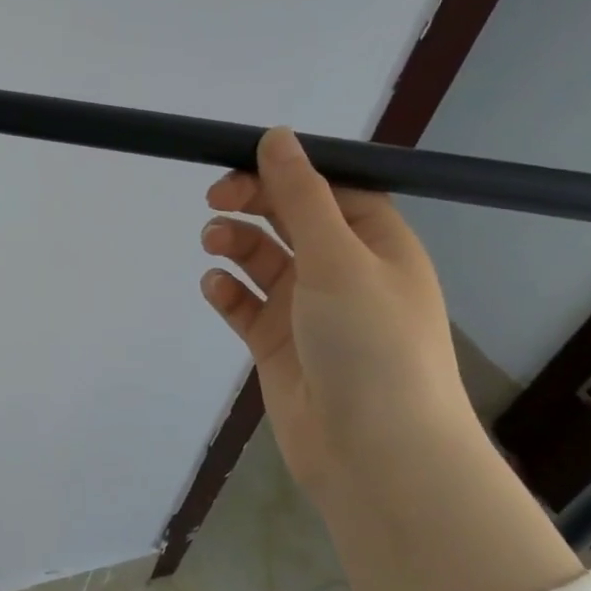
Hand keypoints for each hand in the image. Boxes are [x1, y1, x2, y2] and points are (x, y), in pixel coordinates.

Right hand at [199, 128, 581, 590]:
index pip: (328, 189)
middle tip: (214, 199)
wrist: (374, 454)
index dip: (285, 173)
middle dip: (252, 205)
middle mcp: (344, 271)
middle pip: (290, 220)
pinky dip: (228, 291)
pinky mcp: (278, 344)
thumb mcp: (337, 257)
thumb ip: (301, 196)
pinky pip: (246, 304)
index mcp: (377, 244)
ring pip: (263, 260)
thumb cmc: (370, 343)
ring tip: (213, 244)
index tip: (240, 165)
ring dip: (236, 245)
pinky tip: (215, 288)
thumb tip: (277, 136)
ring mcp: (309, 310)